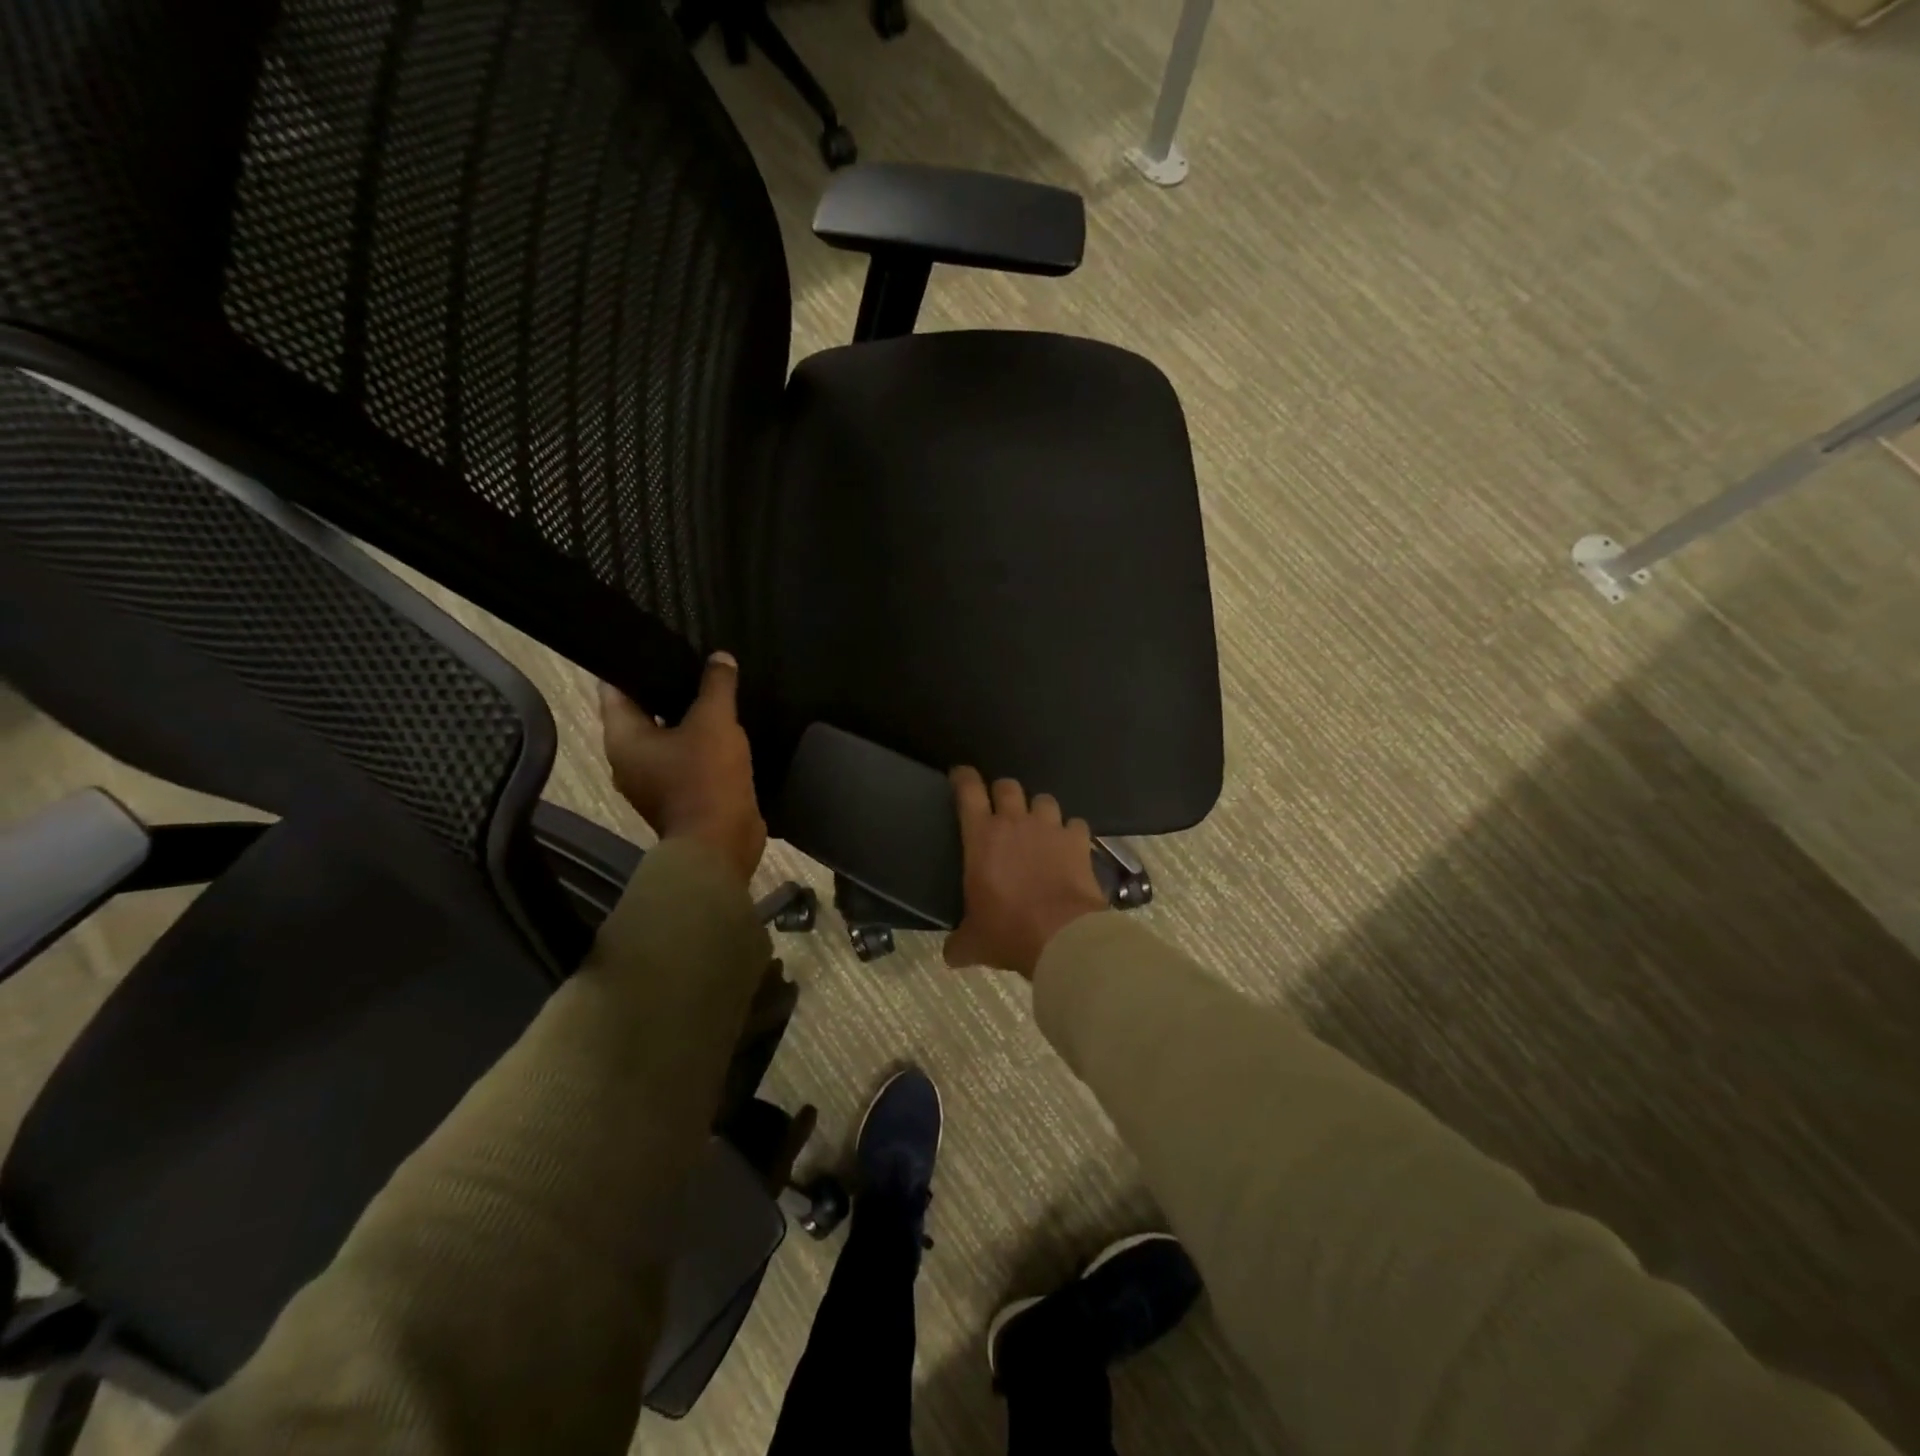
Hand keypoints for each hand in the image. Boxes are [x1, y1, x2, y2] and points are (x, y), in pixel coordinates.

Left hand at [599, 653, 766, 886]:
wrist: (720, 844)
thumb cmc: (705, 778)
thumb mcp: (714, 722)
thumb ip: (716, 685)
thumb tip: (720, 657)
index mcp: (622, 738)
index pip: (615, 687)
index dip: (635, 661)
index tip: (658, 640)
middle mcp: (629, 758)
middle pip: (644, 710)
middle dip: (668, 686)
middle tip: (696, 659)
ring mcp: (654, 780)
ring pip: (668, 735)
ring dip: (689, 716)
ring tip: (715, 687)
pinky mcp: (680, 794)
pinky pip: (687, 757)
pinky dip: (702, 742)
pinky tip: (727, 725)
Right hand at [943, 767, 1109, 979]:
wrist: (1062, 936)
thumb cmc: (1008, 932)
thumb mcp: (974, 942)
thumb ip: (959, 943)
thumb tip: (951, 954)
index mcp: (982, 836)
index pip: (968, 790)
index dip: (963, 777)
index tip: (960, 776)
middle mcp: (1015, 821)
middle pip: (1008, 785)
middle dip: (1002, 793)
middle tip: (1001, 809)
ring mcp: (1050, 827)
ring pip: (1044, 799)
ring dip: (1038, 810)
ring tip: (1038, 827)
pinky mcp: (1079, 840)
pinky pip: (1075, 824)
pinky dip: (1070, 832)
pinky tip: (1069, 846)